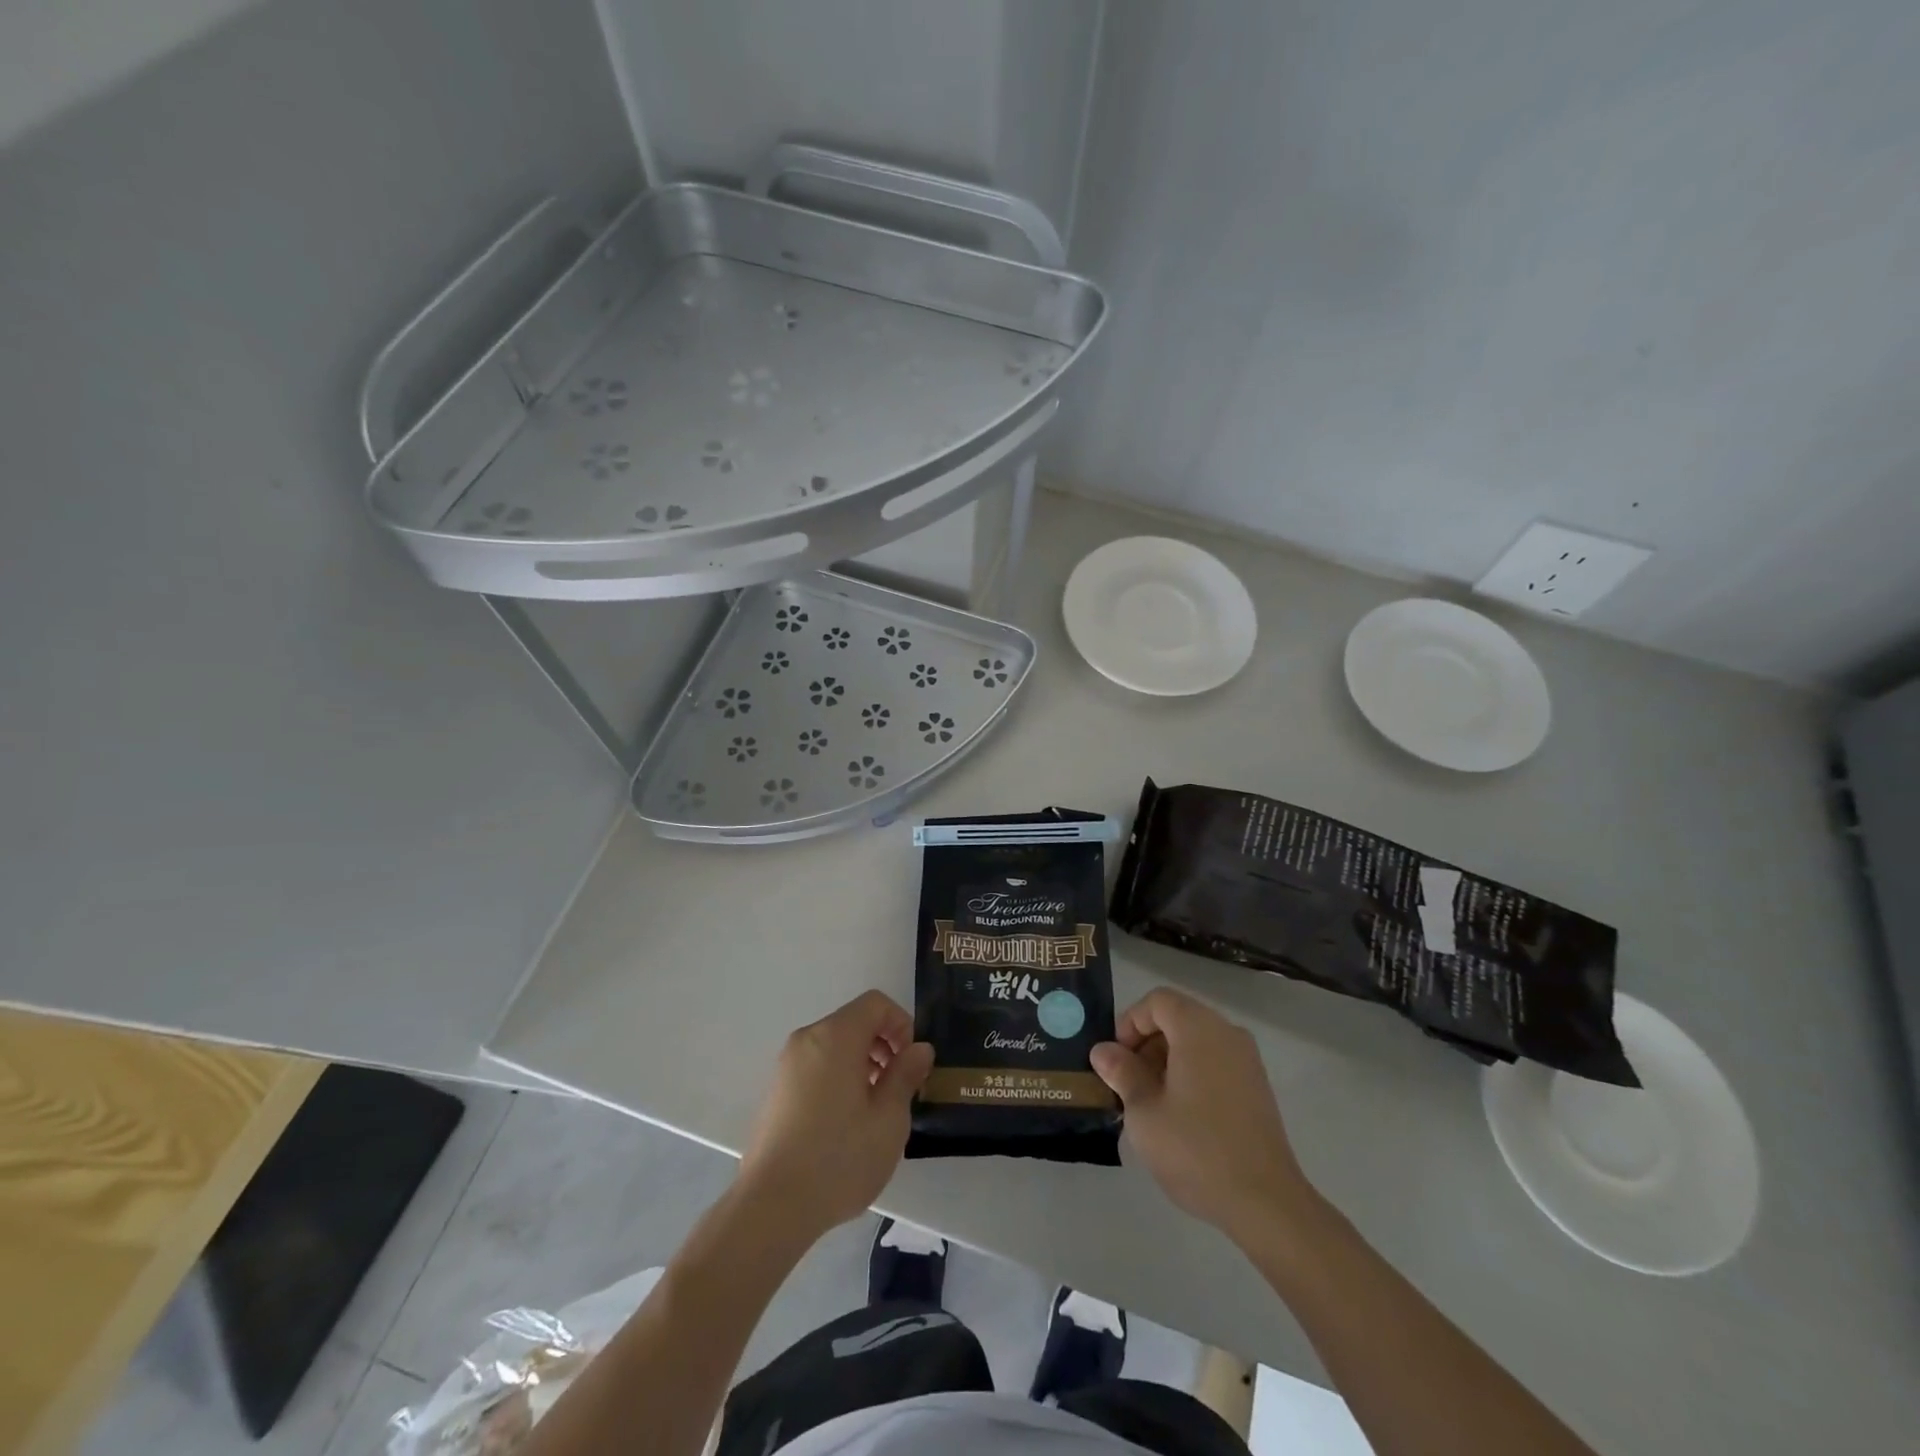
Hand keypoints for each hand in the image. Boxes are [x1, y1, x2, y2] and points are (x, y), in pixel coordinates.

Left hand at [737, 990, 932, 1240]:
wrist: (771, 1207)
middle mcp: (807, 1040)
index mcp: (835, 1036)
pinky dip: (838, 1077)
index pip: (875, 1003)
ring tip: (875, 1108)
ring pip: (835, 1045)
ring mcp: (787, 1065)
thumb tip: (919, 1049)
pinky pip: (816, 1066)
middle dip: (883, 1044)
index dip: (901, 1023)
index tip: (911, 1062)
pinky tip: (845, 1123)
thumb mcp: (888, 1118)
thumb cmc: (839, 1158)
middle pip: (854, 1021)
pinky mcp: (776, 1091)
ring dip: (862, 1062)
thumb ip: (906, 1075)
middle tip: (899, 1086)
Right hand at [1091, 988, 1318, 1243]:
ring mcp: (1247, 1060)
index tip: (1116, 1059)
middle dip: (1146, 1042)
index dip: (1130, 1022)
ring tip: (1149, 1102)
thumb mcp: (1144, 1111)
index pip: (1157, 1001)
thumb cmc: (1196, 1149)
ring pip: (1196, 1041)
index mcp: (1199, 1029)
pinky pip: (1215, 1062)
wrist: (1265, 1202)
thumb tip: (1104, 1051)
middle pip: (1178, 1018)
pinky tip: (1179, 1115)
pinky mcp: (1257, 1087)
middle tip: (1127, 1082)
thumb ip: (1122, 1072)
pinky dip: (1191, 1073)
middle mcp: (1227, 1033)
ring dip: (1167, 1059)